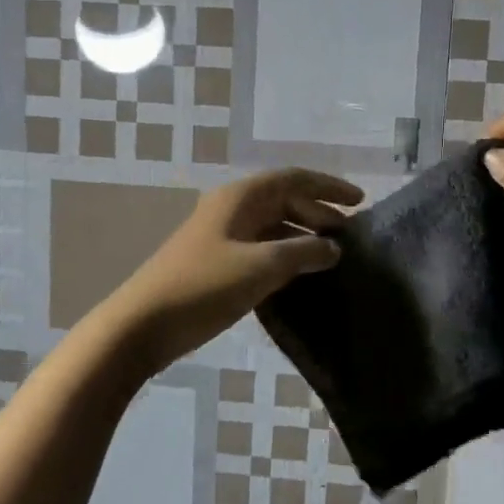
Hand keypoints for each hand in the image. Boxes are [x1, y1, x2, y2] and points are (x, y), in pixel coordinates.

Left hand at [103, 168, 363, 372]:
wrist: (143, 324)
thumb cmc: (203, 286)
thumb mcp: (261, 267)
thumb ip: (303, 253)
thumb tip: (333, 248)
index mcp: (240, 198)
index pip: (293, 179)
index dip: (328, 186)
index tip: (360, 202)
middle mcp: (231, 210)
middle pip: (283, 200)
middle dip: (317, 213)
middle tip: (348, 236)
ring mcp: (221, 237)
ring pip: (272, 227)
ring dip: (302, 236)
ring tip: (331, 256)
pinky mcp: (216, 264)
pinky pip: (260, 250)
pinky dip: (284, 257)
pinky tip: (300, 276)